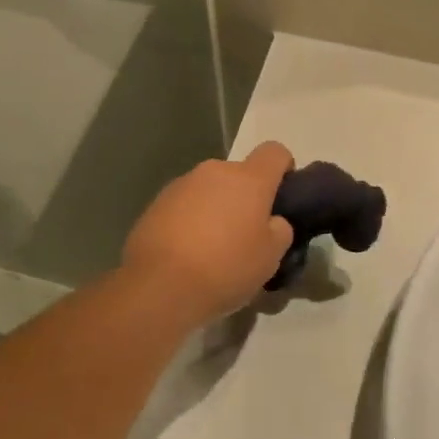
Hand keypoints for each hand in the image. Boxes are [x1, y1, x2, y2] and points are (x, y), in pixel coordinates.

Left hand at [123, 141, 295, 324]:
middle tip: (245, 234)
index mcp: (249, 179)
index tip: (281, 195)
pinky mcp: (155, 203)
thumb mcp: (270, 257)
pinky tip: (186, 253)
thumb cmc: (226, 268)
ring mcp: (181, 185)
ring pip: (208, 189)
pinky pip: (183, 205)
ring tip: (212, 248)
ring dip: (215, 208)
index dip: (283, 168)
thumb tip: (272, 222)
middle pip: (238, 174)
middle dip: (245, 197)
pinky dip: (189, 221)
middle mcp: (214, 172)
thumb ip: (279, 230)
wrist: (160, 286)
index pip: (274, 152)